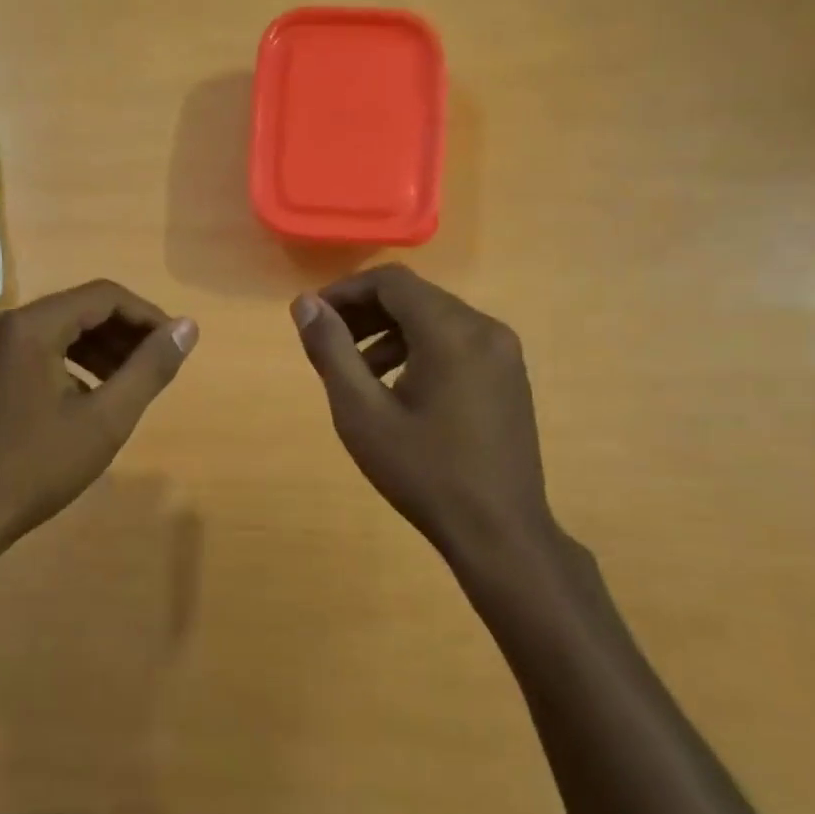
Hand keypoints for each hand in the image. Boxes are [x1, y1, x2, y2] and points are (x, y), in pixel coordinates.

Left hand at [0, 280, 197, 551]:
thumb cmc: (35, 468)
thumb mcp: (105, 420)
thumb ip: (149, 369)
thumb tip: (188, 327)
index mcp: (29, 327)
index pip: (103, 296)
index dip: (147, 316)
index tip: (175, 344)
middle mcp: (1, 324)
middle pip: (77, 309)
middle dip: (123, 333)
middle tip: (157, 365)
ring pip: (56, 330)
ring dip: (98, 348)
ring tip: (130, 381)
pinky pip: (33, 350)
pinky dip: (69, 362)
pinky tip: (89, 395)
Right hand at [292, 265, 559, 571]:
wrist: (499, 531)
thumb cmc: (423, 473)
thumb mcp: (361, 413)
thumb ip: (331, 351)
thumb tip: (305, 303)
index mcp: (451, 332)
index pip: (391, 282)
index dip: (346, 292)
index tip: (314, 318)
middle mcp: (485, 328)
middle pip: (416, 297)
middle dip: (366, 312)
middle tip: (329, 343)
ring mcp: (504, 352)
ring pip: (437, 319)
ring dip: (391, 333)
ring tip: (357, 371)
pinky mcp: (509, 376)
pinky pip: (457, 342)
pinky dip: (420, 349)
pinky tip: (397, 388)